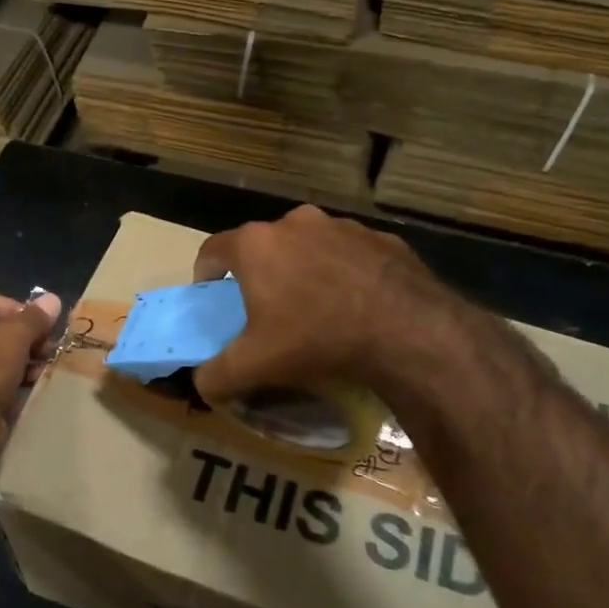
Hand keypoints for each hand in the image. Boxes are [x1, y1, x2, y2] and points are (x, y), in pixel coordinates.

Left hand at [0, 288, 61, 450]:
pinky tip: (32, 382)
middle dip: (20, 335)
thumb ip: (34, 318)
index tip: (40, 322)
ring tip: (45, 364)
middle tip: (47, 345)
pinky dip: (5, 377)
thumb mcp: (13, 338)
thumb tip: (53, 299)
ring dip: (18, 357)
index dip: (15, 307)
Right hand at [192, 205, 450, 403]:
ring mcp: (343, 226)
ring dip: (302, 269)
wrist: (407, 331)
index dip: (205, 273)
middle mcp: (296, 222)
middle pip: (263, 245)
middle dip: (259, 272)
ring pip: (308, 246)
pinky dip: (343, 273)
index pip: (213, 249)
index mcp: (257, 245)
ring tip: (314, 307)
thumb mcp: (253, 366)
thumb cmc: (315, 338)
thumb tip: (202, 384)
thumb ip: (215, 375)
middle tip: (265, 307)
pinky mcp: (382, 238)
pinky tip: (355, 305)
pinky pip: (349, 254)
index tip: (211, 294)